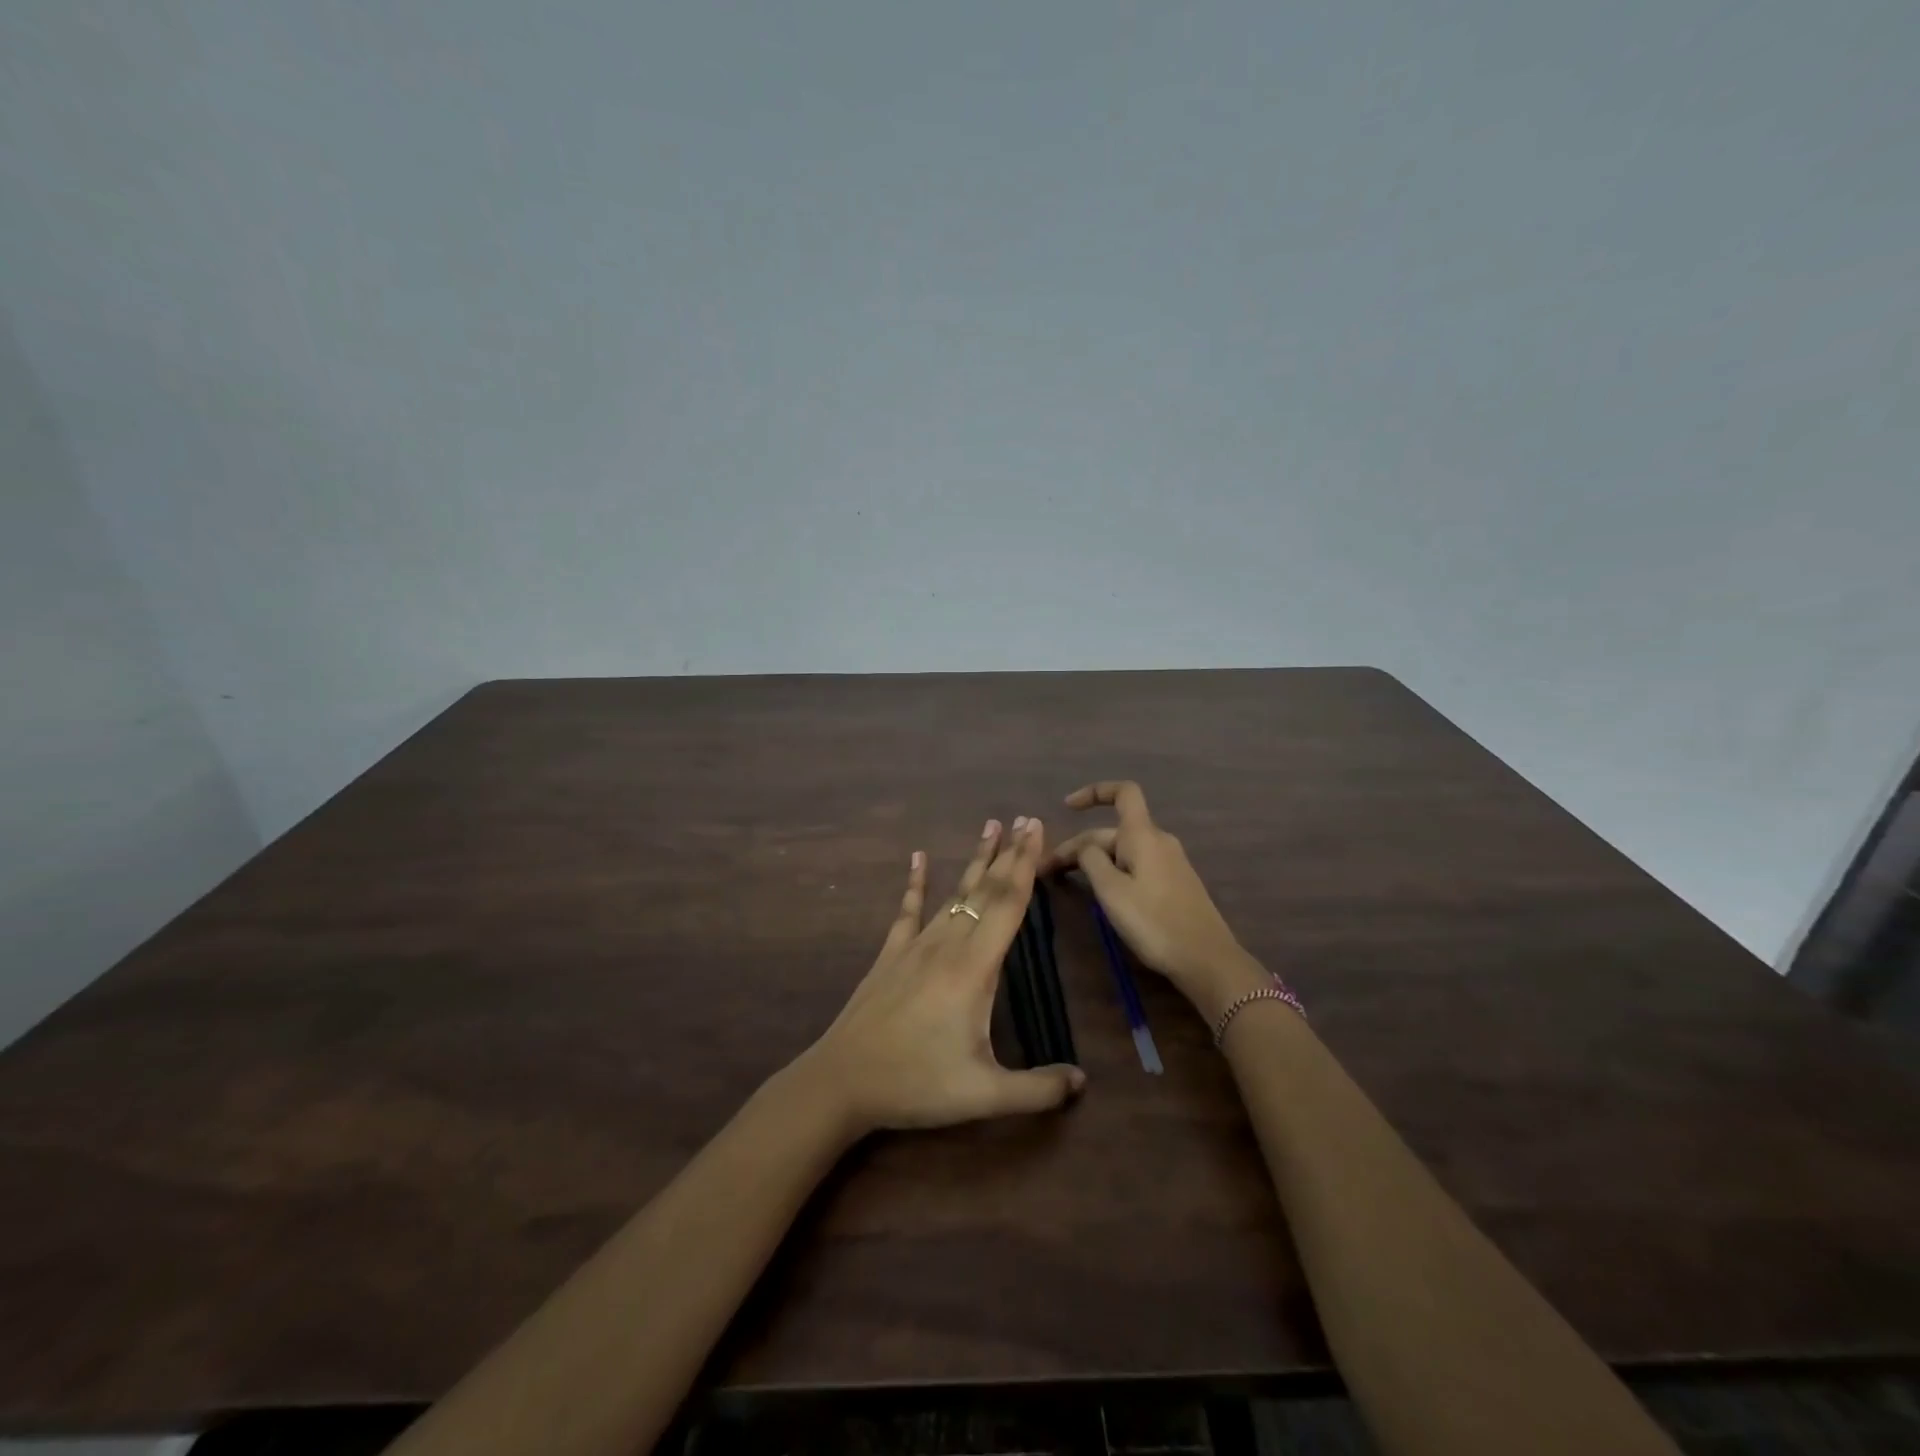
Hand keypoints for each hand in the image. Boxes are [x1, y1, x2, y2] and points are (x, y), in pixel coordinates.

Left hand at [800, 816, 1086, 1135]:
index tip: (1037, 830)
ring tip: (990, 827)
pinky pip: (908, 910)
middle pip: (984, 890)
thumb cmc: (916, 1083)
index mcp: (973, 968)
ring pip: (953, 894)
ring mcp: (915, 946)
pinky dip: (915, 883)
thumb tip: (1083, 1082)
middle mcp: (946, 944)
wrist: (842, 1081)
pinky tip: (917, 858)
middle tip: (1025, 820)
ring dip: (975, 861)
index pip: (1007, 904)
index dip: (1026, 865)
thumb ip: (1037, 1090)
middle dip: (1009, 853)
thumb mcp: (983, 1095)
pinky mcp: (890, 955)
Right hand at [1042, 781, 1260, 1019]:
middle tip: (1048, 872)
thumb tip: (1085, 846)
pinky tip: (1101, 894)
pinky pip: (1136, 866)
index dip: (1094, 792)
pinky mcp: (1174, 884)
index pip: (1123, 792)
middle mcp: (1158, 841)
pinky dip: (1113, 873)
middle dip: (1079, 846)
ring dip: (1094, 861)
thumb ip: (1091, 860)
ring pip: (1123, 851)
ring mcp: (1169, 863)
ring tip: (1068, 883)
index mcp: (1143, 835)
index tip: (1067, 808)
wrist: (1207, 959)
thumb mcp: (1111, 891)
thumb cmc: (1154, 922)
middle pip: (1113, 831)